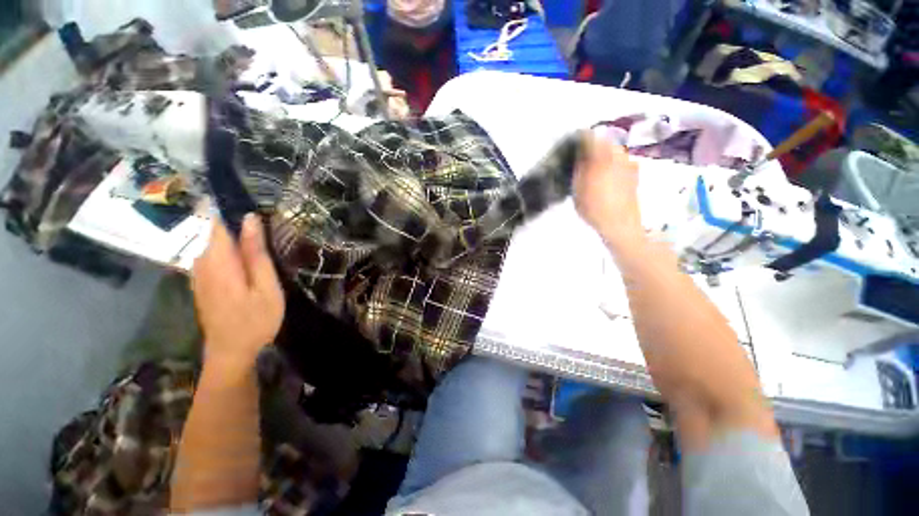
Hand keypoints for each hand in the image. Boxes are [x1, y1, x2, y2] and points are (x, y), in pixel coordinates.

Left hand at [192, 214, 284, 375]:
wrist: (230, 352)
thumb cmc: (255, 320)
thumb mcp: (266, 287)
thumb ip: (256, 253)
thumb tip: (250, 219)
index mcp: (219, 260)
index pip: (219, 222)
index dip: (235, 212)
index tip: (259, 210)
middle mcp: (202, 261)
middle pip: (217, 232)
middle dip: (240, 228)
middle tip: (270, 237)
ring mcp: (198, 272)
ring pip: (216, 244)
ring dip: (237, 242)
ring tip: (263, 250)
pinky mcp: (201, 281)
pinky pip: (214, 257)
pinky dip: (230, 253)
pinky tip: (248, 265)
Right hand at [573, 136, 642, 246]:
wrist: (621, 225)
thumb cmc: (594, 207)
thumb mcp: (578, 188)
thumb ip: (578, 168)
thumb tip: (578, 154)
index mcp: (603, 155)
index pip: (589, 136)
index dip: (577, 139)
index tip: (569, 146)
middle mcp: (618, 154)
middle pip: (602, 142)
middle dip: (590, 147)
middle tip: (578, 159)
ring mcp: (629, 163)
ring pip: (612, 151)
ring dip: (601, 155)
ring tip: (590, 168)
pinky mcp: (634, 173)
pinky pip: (620, 161)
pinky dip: (611, 164)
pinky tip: (604, 176)